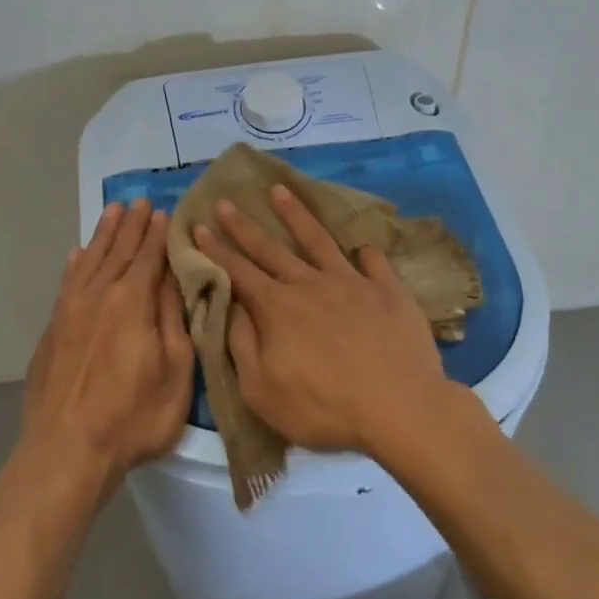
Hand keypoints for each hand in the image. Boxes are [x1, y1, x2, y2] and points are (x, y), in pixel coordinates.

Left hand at [20, 199, 193, 491]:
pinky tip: (77, 255)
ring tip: (113, 212)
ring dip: (103, 235)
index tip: (165, 211)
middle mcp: (99, 295)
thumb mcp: (175, 371)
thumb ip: (174, 321)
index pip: (150, 256)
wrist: (66, 450)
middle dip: (132, 226)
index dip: (159, 234)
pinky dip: (75, 264)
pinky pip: (66, 283)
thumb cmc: (132, 416)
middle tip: (141, 202)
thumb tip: (176, 280)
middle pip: (119, 251)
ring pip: (89, 260)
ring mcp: (70, 311)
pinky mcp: (52, 330)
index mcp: (132, 302)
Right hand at [193, 184, 454, 456]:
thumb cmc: (324, 408)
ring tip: (280, 190)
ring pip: (317, 239)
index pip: (238, 272)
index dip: (216, 249)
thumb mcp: (262, 391)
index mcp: (277, 308)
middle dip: (243, 225)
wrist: (399, 407)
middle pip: (270, 248)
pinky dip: (363, 251)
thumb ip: (241, 345)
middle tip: (226, 200)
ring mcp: (351, 282)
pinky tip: (360, 247)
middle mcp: (310, 284)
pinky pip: (372, 261)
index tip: (199, 225)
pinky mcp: (387, 290)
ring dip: (295, 214)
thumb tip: (230, 307)